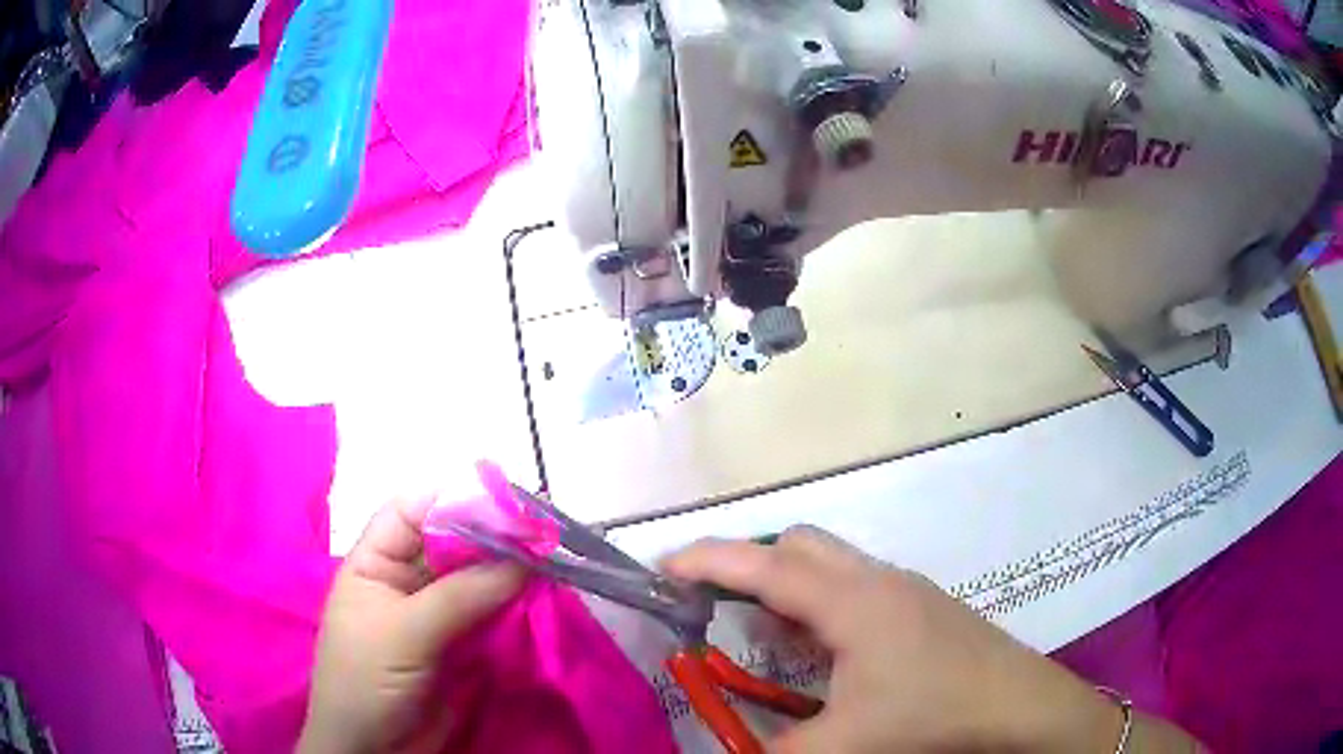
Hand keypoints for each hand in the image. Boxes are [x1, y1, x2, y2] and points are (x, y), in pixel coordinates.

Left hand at [299, 498, 525, 753]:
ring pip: (475, 577)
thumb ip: (460, 596)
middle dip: (492, 533)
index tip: (506, 504)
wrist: (375, 752)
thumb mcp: (404, 634)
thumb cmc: (366, 682)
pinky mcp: (460, 644)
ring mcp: (434, 614)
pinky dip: (514, 602)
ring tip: (550, 557)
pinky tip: (539, 593)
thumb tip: (524, 559)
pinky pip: (489, 612)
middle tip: (542, 533)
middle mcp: (405, 580)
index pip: (412, 511)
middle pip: (451, 542)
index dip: (454, 500)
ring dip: (509, 568)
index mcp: (374, 563)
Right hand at [663, 527, 1196, 753]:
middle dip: (745, 563)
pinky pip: (853, 588)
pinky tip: (819, 650)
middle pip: (797, 545)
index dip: (705, 561)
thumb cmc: (933, 714)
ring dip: (786, 585)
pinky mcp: (920, 605)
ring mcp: (903, 588)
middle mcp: (875, 579)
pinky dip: (819, 604)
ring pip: (829, 564)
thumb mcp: (845, 744)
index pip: (762, 564)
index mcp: (850, 601)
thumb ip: (776, 752)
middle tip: (711, 603)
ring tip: (759, 632)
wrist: (1017, 705)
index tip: (660, 568)